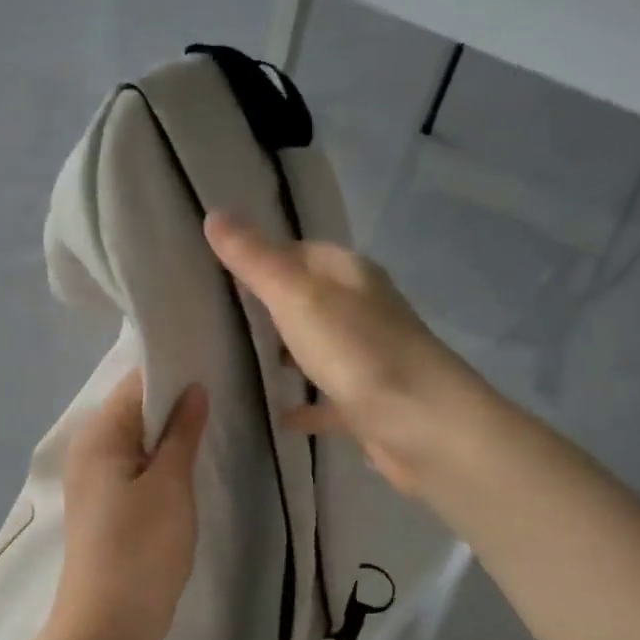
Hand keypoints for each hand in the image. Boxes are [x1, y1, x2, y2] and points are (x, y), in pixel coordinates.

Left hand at [50, 369, 208, 639]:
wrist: (107, 626)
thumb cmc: (141, 549)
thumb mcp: (170, 485)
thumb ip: (182, 432)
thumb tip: (194, 388)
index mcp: (99, 435)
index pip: (136, 383)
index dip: (174, 372)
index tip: (215, 365)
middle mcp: (89, 449)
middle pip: (135, 409)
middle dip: (176, 402)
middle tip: (225, 394)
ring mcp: (95, 480)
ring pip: (138, 439)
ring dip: (171, 433)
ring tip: (215, 423)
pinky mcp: (106, 505)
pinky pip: (135, 465)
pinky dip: (161, 459)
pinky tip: (191, 462)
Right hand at [205, 211, 473, 496]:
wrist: (424, 426)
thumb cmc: (357, 351)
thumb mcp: (296, 296)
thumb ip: (254, 259)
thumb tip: (214, 213)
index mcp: (349, 275)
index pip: (299, 251)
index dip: (261, 256)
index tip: (215, 271)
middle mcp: (362, 309)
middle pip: (308, 299)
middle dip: (267, 307)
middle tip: (215, 317)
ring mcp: (367, 357)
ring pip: (316, 348)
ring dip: (285, 354)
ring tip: (234, 362)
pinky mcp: (368, 402)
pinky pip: (326, 398)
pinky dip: (304, 404)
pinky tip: (276, 416)